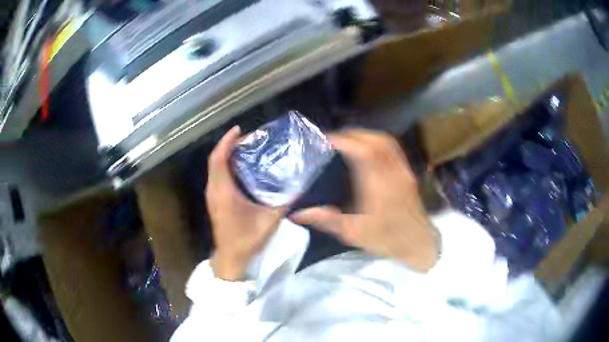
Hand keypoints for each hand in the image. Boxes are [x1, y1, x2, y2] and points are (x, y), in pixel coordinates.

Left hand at [207, 126, 285, 279]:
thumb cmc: (247, 239)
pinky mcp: (214, 200)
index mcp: (224, 192)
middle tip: (246, 137)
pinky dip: (224, 165)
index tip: (239, 130)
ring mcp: (211, 195)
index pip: (219, 159)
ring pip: (214, 167)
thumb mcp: (270, 221)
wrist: (231, 257)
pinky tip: (239, 166)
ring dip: (225, 154)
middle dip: (228, 144)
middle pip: (214, 159)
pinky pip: (216, 175)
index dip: (226, 141)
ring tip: (244, 147)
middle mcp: (214, 190)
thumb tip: (299, 186)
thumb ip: (285, 203)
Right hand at [291, 129, 438, 271]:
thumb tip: (298, 213)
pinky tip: (368, 148)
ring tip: (348, 140)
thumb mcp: (354, 233)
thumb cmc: (386, 240)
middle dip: (353, 134)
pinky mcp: (408, 173)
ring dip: (366, 135)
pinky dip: (378, 141)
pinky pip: (393, 148)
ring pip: (386, 140)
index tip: (326, 139)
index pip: (362, 151)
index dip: (344, 140)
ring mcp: (403, 171)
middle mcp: (393, 172)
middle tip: (334, 138)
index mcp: (378, 186)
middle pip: (374, 140)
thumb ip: (326, 220)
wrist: (418, 243)